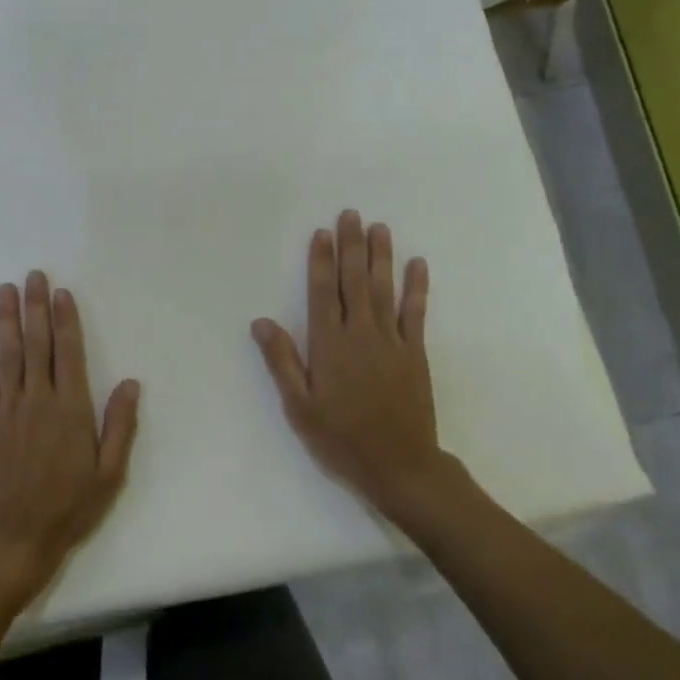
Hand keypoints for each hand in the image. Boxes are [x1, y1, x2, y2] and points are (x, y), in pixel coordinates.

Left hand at [0, 271, 140, 602]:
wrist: (16, 539)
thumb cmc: (70, 507)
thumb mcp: (109, 473)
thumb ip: (119, 426)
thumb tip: (130, 382)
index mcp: (71, 410)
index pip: (68, 352)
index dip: (65, 319)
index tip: (61, 292)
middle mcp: (37, 401)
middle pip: (36, 344)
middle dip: (35, 307)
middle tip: (32, 275)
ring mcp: (6, 411)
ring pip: (7, 355)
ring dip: (6, 320)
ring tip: (5, 289)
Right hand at [252, 210, 448, 519]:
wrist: (399, 465)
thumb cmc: (341, 438)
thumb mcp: (299, 406)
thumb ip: (282, 361)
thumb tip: (261, 322)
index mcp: (329, 345)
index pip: (323, 293)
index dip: (321, 261)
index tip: (322, 233)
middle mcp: (360, 334)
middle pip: (354, 281)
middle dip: (351, 246)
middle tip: (350, 214)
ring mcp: (391, 341)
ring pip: (383, 289)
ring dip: (381, 256)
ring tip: (379, 227)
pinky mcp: (415, 353)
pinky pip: (416, 312)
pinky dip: (417, 287)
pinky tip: (418, 264)